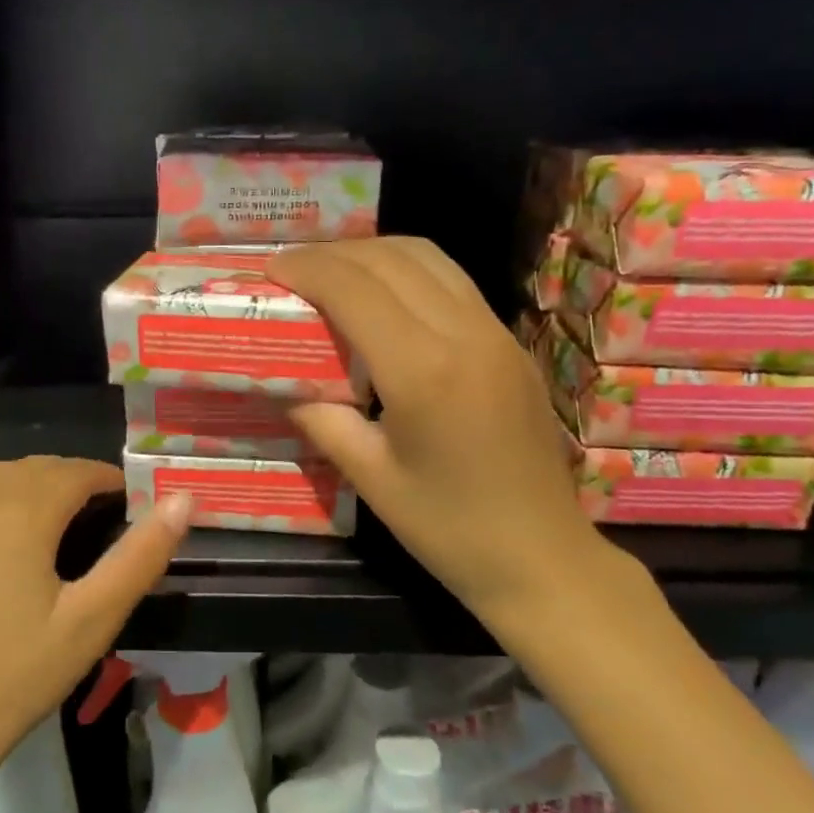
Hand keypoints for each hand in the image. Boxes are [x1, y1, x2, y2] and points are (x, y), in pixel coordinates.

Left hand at [0, 458, 190, 812]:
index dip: (106, 479)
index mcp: (20, 510)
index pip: (75, 471)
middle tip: (88, 515)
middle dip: (65, 480)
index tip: (125, 500)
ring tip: (39, 523)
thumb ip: (141, 555)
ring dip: (18, 487)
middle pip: (29, 468)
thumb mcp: (92, 620)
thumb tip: (183, 500)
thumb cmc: (14, 677)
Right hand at [267, 237, 611, 632]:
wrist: (543, 558)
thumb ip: (323, 420)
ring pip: (429, 258)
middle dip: (334, 254)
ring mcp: (496, 333)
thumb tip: (286, 386)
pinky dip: (408, 271)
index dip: (308, 269)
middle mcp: (464, 334)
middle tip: (294, 270)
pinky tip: (384, 297)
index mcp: (423, 371)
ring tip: (334, 273)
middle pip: (391, 259)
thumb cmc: (449, 529)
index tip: (271, 269)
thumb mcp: (371, 478)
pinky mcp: (511, 343)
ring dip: (374, 253)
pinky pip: (453, 281)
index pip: (355, 289)